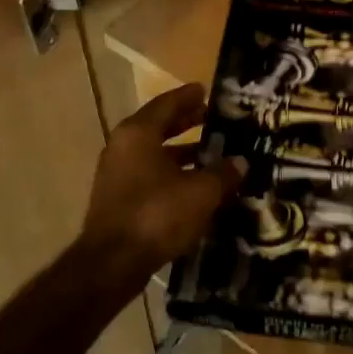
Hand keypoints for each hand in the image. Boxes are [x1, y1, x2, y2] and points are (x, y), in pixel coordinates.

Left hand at [77, 84, 243, 288]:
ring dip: (181, 152)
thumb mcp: (200, 192)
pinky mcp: (118, 199)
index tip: (206, 90)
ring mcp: (117, 174)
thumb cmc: (157, 214)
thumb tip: (240, 162)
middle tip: (212, 118)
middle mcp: (123, 146)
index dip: (188, 97)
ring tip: (211, 154)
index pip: (166, 104)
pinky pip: (149, 175)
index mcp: (138, 133)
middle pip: (158, 126)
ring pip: (154, 153)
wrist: (112, 263)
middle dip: (186, 122)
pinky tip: (195, 185)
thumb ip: (222, 173)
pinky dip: (172, 173)